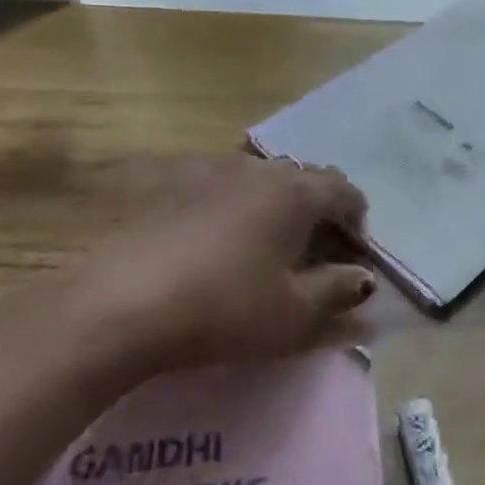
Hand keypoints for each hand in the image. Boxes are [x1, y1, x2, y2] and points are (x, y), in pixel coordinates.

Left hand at [42, 154, 374, 378]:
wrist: (119, 307)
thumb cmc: (225, 309)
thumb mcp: (294, 314)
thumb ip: (338, 293)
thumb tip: (364, 280)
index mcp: (294, 193)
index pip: (344, 190)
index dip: (357, 219)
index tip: (353, 254)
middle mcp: (255, 170)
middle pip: (302, 179)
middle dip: (317, 210)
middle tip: (313, 252)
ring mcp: (206, 172)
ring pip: (257, 180)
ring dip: (273, 206)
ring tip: (264, 246)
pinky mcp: (165, 186)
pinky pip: (215, 188)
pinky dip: (230, 208)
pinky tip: (213, 243)